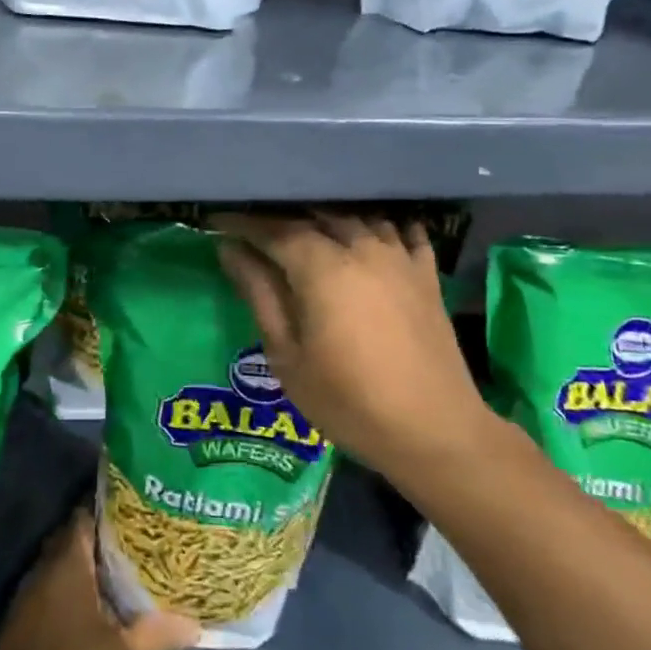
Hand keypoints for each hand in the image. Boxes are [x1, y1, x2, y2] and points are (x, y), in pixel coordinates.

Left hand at [0, 512, 197, 649]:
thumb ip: (157, 633)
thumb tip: (194, 624)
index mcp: (66, 564)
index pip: (84, 517)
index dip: (107, 510)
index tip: (132, 508)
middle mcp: (41, 572)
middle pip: (71, 543)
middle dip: (99, 542)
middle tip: (133, 542)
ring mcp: (26, 600)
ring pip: (59, 571)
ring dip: (84, 573)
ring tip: (119, 575)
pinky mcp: (19, 628)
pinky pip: (48, 596)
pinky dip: (69, 597)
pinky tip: (92, 612)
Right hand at [213, 213, 494, 482]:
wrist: (435, 432)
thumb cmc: (348, 401)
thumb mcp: (287, 355)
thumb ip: (259, 294)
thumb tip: (230, 251)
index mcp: (322, 267)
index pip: (273, 230)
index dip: (241, 223)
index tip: (215, 222)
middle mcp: (361, 248)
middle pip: (314, 216)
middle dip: (280, 217)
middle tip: (253, 228)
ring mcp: (399, 258)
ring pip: (357, 217)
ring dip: (327, 217)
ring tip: (306, 227)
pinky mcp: (426, 275)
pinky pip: (403, 231)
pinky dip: (382, 225)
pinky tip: (371, 231)